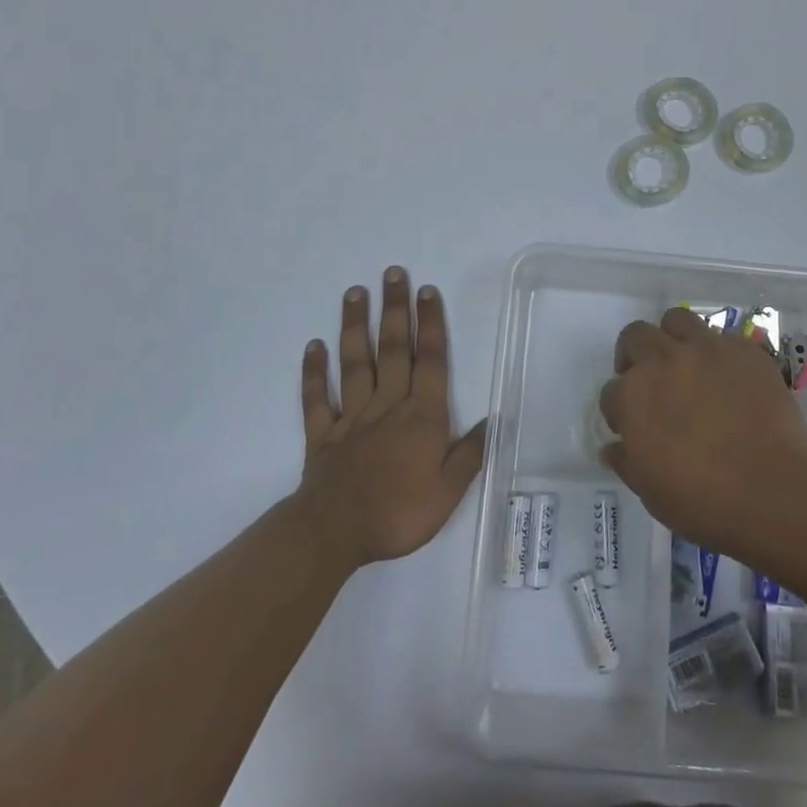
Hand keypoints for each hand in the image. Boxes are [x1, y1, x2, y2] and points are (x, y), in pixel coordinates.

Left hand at [297, 266, 485, 567]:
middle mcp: (387, 405)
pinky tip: (313, 346)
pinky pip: (317, 398)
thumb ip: (470, 453)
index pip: (430, 361)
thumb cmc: (398, 512)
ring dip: (354, 326)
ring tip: (355, 293)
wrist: (335, 533)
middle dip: (395, 309)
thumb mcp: (448, 491)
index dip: (430, 324)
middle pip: (392, 349)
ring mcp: (352, 417)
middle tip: (393, 273)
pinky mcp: (322, 435)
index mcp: (421, 416)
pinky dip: (314, 372)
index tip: (427, 291)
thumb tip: (493, 419)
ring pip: (354, 363)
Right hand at [599, 309, 806, 556]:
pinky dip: (718, 352)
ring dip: (672, 337)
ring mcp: (706, 349)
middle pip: (635, 337)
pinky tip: (728, 377)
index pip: (611, 392)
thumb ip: (626, 462)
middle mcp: (663, 360)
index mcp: (632, 395)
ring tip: (684, 362)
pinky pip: (723, 337)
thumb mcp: (650, 491)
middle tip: (651, 382)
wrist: (772, 491)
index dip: (620, 410)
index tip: (633, 427)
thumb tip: (613, 447)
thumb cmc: (702, 500)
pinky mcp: (744, 350)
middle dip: (635, 356)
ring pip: (676, 319)